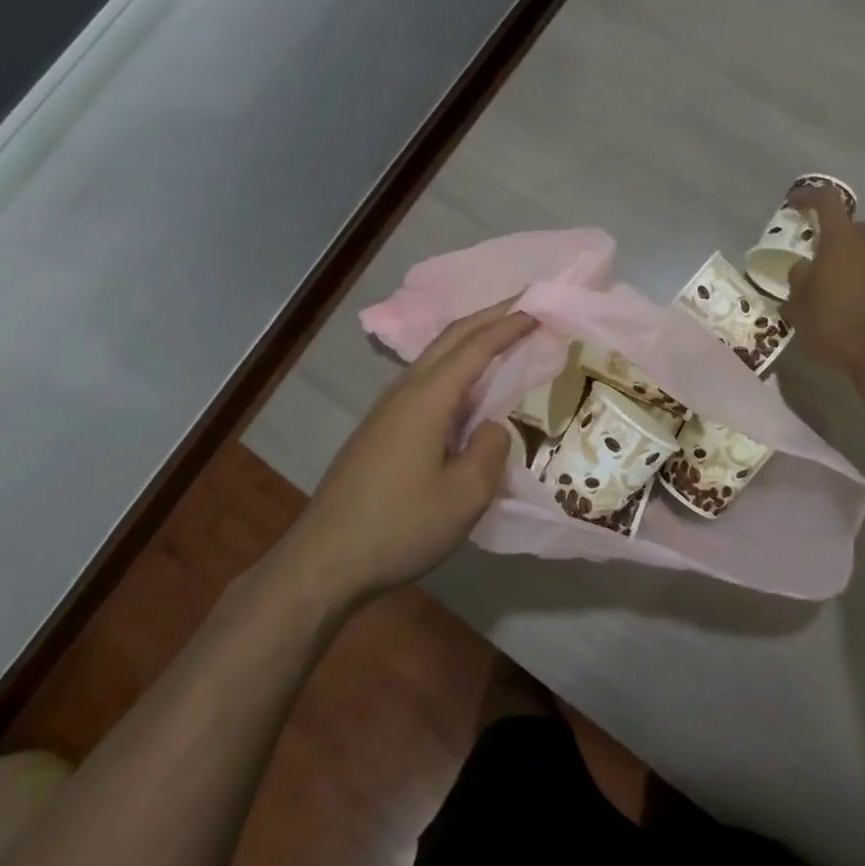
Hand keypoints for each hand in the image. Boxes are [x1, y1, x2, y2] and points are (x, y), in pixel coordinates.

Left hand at [283, 303, 536, 606]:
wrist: (325, 560)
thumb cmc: (399, 526)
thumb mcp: (464, 497)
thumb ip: (491, 450)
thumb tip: (492, 426)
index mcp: (427, 398)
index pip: (475, 347)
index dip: (509, 326)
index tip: (539, 309)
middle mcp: (405, 391)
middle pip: (451, 337)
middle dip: (489, 316)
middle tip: (524, 306)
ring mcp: (387, 408)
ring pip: (435, 356)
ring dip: (470, 339)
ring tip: (502, 338)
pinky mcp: (380, 428)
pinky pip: (425, 380)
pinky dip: (455, 366)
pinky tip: (467, 388)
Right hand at [781, 186, 864, 374]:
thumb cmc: (836, 322)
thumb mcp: (800, 304)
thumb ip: (799, 279)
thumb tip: (803, 267)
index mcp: (842, 239)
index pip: (826, 201)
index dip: (808, 197)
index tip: (794, 204)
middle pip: (857, 224)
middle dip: (839, 232)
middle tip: (822, 250)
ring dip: (855, 256)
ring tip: (835, 280)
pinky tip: (851, 302)